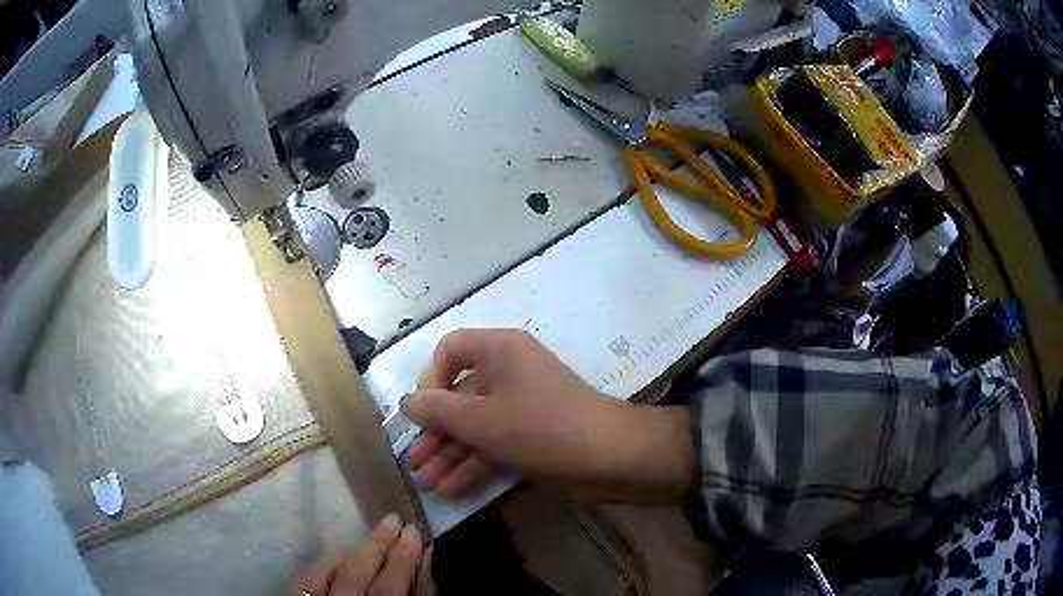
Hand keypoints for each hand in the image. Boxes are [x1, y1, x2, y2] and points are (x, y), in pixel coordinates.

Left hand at [295, 515, 424, 595]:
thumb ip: (419, 595)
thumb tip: (426, 566)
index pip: (393, 581)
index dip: (405, 556)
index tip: (415, 531)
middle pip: (362, 570)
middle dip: (380, 544)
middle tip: (395, 520)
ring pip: (335, 573)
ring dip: (355, 551)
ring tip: (373, 535)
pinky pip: (307, 580)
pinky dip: (324, 566)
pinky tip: (336, 556)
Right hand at [403, 329, 693, 502]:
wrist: (612, 457)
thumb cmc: (543, 427)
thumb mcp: (483, 420)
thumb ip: (439, 411)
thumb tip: (407, 402)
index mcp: (499, 351)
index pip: (451, 349)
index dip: (431, 378)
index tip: (423, 412)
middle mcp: (508, 372)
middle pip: (459, 396)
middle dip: (434, 431)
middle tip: (413, 463)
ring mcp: (521, 406)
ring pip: (475, 425)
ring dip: (450, 454)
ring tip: (427, 483)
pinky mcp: (532, 435)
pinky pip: (494, 443)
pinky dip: (474, 464)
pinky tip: (451, 489)